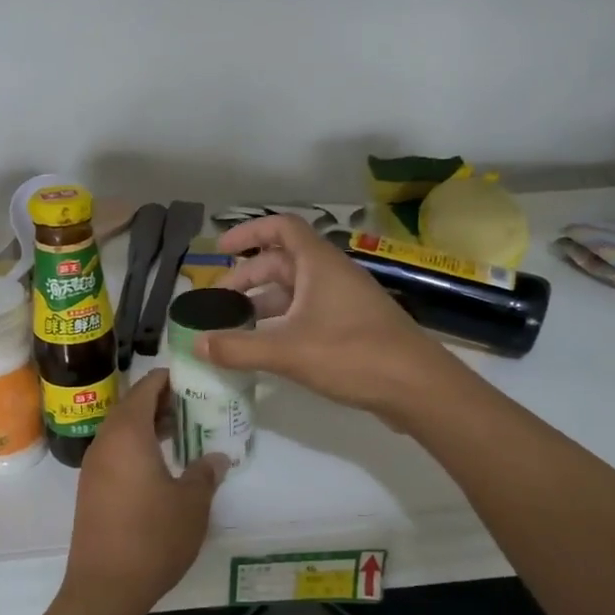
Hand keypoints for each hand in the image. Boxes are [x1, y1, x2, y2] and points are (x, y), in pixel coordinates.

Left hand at [61, 371, 227, 614]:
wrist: (104, 587)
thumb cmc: (153, 536)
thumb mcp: (192, 503)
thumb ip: (206, 473)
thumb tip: (216, 457)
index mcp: (128, 433)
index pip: (146, 387)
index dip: (169, 378)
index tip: (194, 379)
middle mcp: (105, 442)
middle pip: (132, 406)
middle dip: (162, 402)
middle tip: (194, 406)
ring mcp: (94, 467)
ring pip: (122, 431)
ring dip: (149, 426)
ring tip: (182, 433)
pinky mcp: (91, 490)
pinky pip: (115, 453)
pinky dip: (137, 448)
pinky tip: (162, 466)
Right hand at [197, 214, 460, 422]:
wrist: (417, 386)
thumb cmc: (353, 355)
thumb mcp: (288, 351)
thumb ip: (239, 348)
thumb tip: (196, 345)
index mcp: (319, 264)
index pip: (281, 228)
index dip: (248, 232)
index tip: (220, 249)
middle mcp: (331, 275)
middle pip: (281, 262)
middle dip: (247, 278)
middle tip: (217, 303)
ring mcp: (343, 301)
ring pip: (294, 292)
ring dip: (263, 304)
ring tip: (233, 328)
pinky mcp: (351, 327)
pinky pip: (307, 313)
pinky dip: (282, 323)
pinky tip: (266, 348)